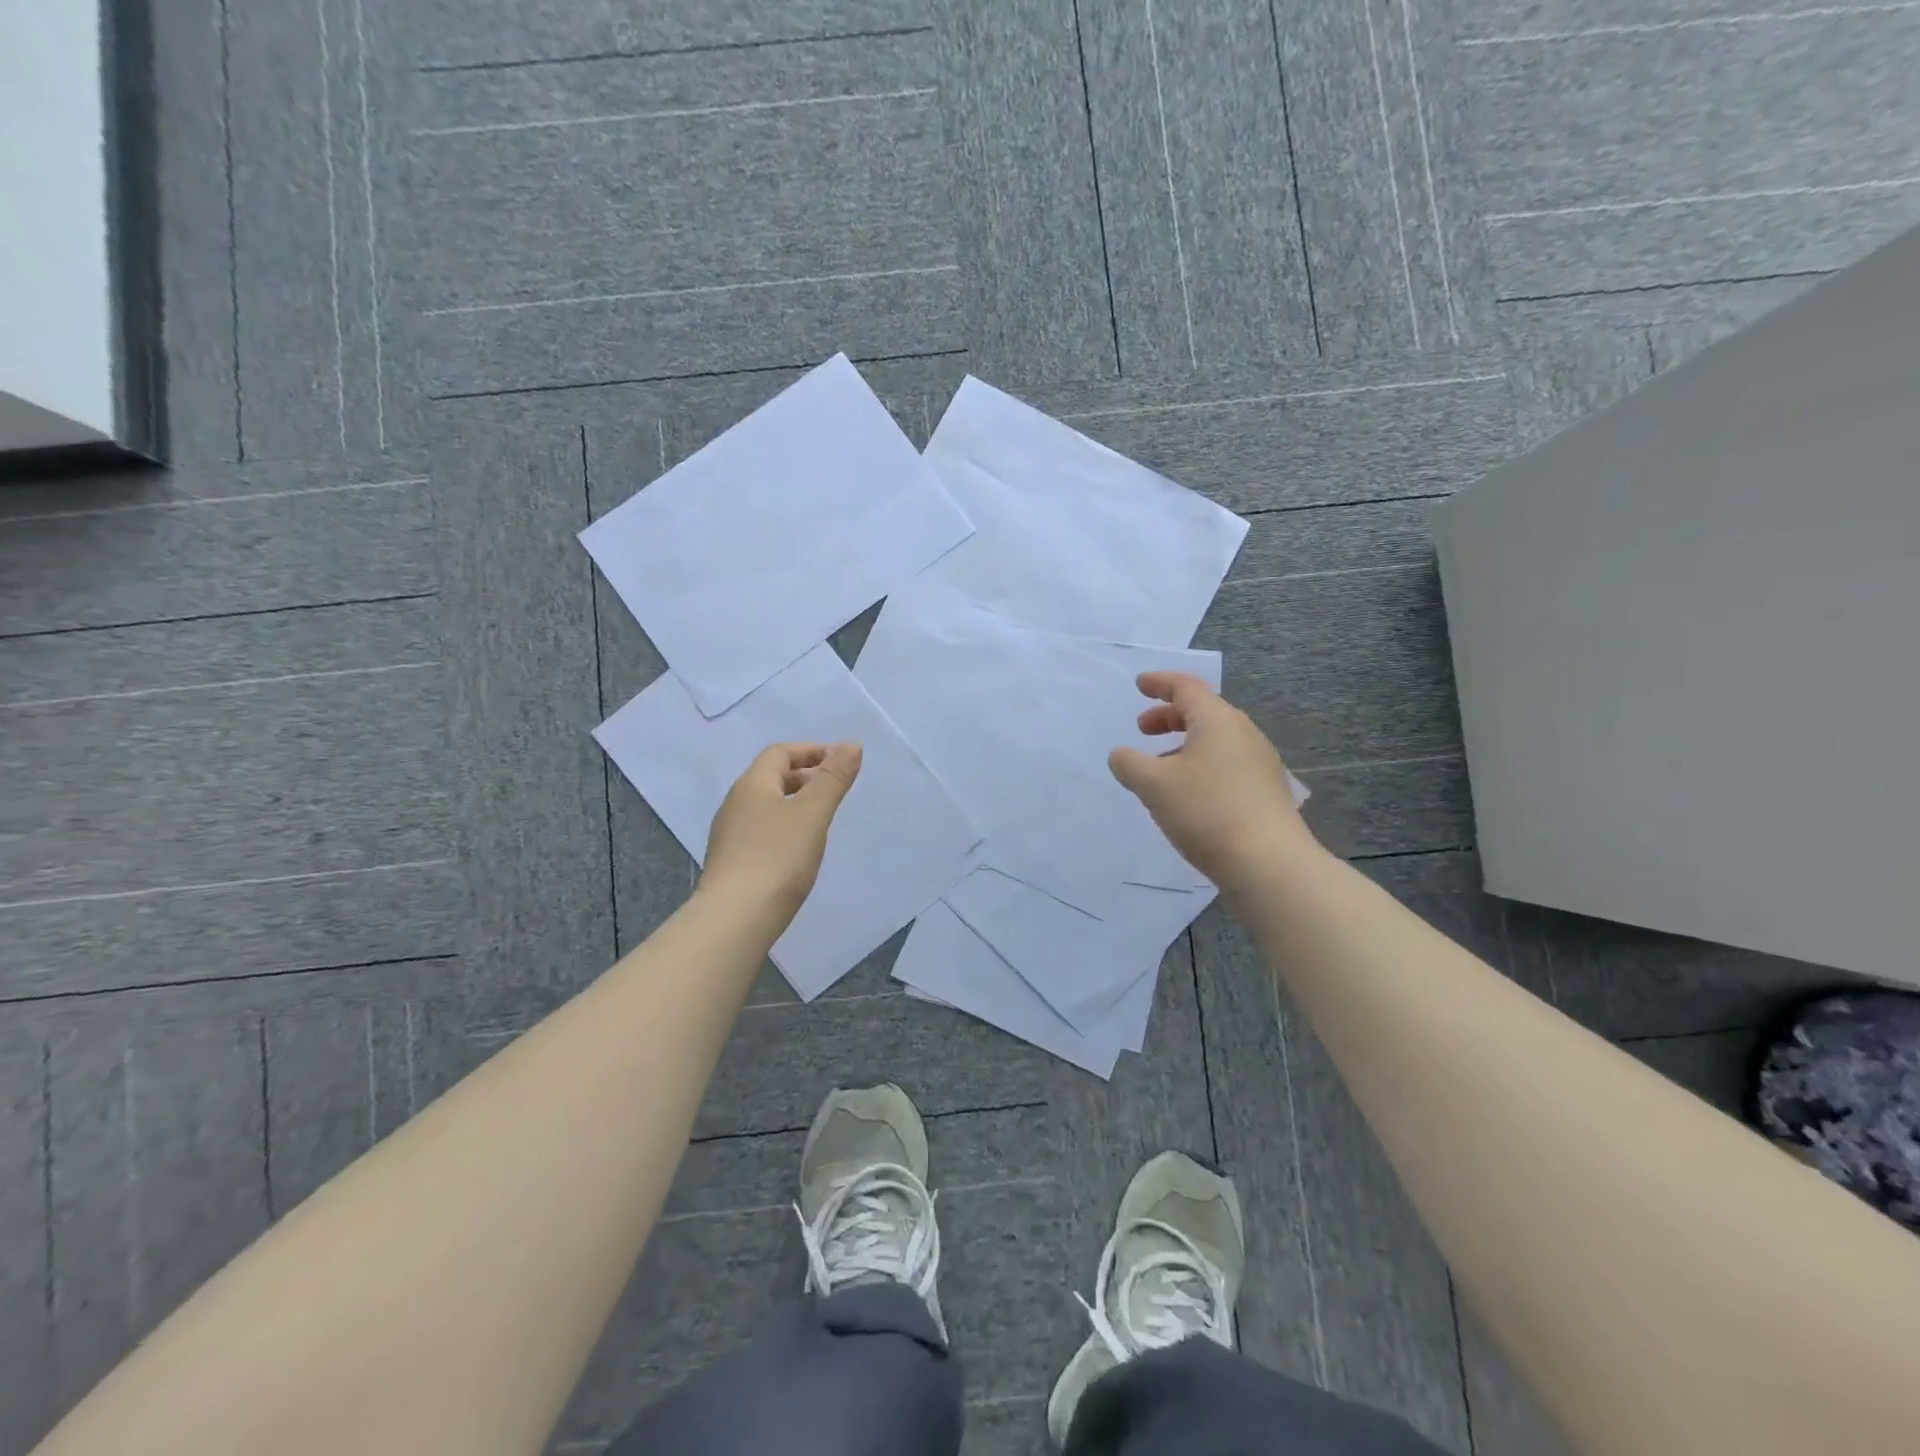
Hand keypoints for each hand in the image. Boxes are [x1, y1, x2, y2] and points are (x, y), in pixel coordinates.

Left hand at [701, 742, 862, 923]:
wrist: (735, 919)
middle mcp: (735, 804)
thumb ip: (833, 778)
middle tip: (835, 789)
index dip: (812, 751)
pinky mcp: (732, 862)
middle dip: (805, 776)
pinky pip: (762, 830)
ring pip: (766, 805)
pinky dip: (785, 827)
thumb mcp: (812, 813)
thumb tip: (852, 744)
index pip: (780, 753)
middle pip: (771, 777)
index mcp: (752, 785)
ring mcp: (730, 835)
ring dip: (795, 802)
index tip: (841, 761)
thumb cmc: (777, 858)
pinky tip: (799, 849)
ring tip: (822, 818)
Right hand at [1108, 672, 1320, 890]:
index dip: (1160, 683)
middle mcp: (1243, 733)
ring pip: (1215, 740)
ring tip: (1160, 765)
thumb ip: (1129, 763)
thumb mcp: (1153, 785)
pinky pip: (1226, 763)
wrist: (1269, 864)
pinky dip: (1200, 764)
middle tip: (1143, 728)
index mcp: (1217, 720)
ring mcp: (1259, 763)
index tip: (1140, 685)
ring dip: (1184, 744)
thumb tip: (1121, 755)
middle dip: (1169, 716)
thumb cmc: (1206, 811)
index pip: (1186, 687)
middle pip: (1203, 712)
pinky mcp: (1265, 791)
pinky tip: (1188, 793)